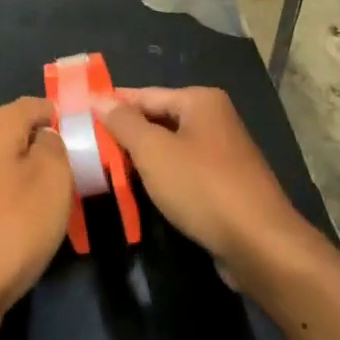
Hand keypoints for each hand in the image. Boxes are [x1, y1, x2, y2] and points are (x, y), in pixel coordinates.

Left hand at [0, 98, 72, 339]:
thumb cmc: (13, 224)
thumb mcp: (53, 176)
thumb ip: (55, 145)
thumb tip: (45, 137)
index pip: (36, 104)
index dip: (63, 118)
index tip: (87, 142)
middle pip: (19, 134)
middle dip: (48, 150)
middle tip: (78, 175)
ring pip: (7, 166)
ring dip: (32, 180)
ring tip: (60, 204)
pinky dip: (15, 204)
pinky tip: (30, 227)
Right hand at [99, 86, 318, 283]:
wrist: (260, 244)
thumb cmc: (202, 187)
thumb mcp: (153, 151)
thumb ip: (123, 123)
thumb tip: (98, 98)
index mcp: (200, 101)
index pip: (144, 95)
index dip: (111, 105)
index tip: (79, 115)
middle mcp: (214, 119)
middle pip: (157, 120)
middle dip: (125, 134)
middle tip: (87, 146)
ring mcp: (222, 152)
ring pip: (169, 148)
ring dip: (141, 159)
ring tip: (105, 170)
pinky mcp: (225, 184)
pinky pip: (183, 171)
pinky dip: (161, 178)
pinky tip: (139, 191)